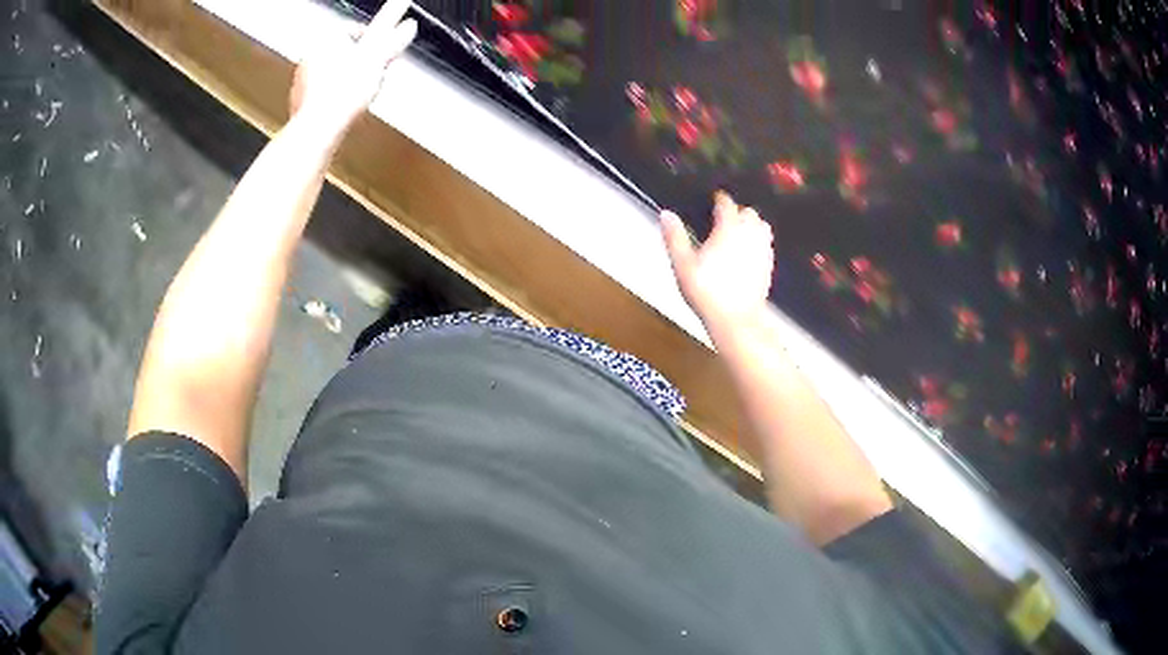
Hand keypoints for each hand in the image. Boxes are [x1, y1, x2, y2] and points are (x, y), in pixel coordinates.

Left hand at [289, 0, 417, 136]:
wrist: (319, 127)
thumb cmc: (341, 93)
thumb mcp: (377, 61)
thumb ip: (394, 41)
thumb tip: (408, 26)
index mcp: (328, 37)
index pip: (355, 28)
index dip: (374, 40)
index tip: (383, 50)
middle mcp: (311, 54)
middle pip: (343, 51)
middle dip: (360, 61)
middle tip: (375, 72)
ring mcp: (302, 78)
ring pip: (332, 71)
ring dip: (348, 78)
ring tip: (361, 91)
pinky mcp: (299, 100)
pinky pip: (322, 92)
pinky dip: (335, 96)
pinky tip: (345, 104)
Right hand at [661, 192, 774, 331]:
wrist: (736, 320)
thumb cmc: (706, 291)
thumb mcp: (682, 264)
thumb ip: (675, 237)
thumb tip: (666, 214)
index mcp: (728, 228)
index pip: (726, 203)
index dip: (719, 199)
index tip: (714, 198)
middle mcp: (749, 234)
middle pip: (748, 212)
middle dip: (737, 210)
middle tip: (723, 217)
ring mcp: (762, 250)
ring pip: (762, 226)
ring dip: (751, 223)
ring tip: (738, 230)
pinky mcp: (768, 265)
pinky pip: (766, 244)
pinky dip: (758, 240)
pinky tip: (748, 250)